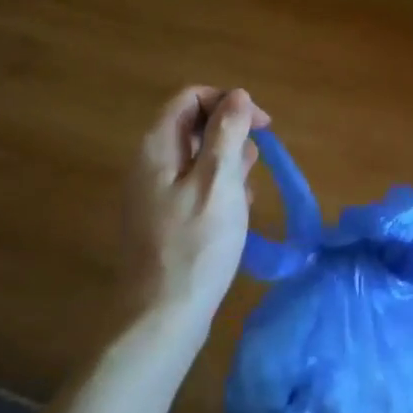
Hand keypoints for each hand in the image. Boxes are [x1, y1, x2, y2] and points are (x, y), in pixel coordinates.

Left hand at [123, 86, 270, 334]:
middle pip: (194, 126)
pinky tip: (236, 214)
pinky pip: (195, 188)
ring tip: (248, 193)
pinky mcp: (163, 220)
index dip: (229, 102)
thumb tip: (237, 95)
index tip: (263, 127)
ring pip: (197, 159)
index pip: (191, 98)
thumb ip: (227, 132)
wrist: (161, 317)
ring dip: (228, 165)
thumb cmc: (196, 245)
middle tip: (255, 165)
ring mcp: (153, 193)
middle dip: (231, 135)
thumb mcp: (219, 181)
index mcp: (157, 147)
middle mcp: (149, 163)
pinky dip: (219, 190)